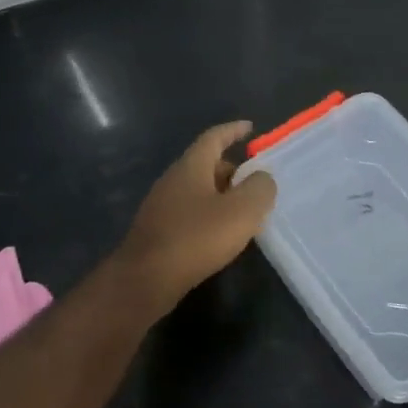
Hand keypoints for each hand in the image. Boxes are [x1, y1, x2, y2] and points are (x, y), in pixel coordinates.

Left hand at [117, 121, 275, 313]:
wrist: (146, 279)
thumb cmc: (196, 238)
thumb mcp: (240, 211)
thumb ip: (259, 189)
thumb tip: (262, 178)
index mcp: (191, 167)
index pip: (213, 138)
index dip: (233, 130)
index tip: (250, 128)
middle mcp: (173, 180)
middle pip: (206, 165)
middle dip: (232, 169)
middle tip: (256, 183)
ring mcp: (162, 206)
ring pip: (198, 191)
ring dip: (222, 196)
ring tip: (245, 212)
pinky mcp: (158, 231)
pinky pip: (190, 213)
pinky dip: (209, 216)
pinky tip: (221, 236)